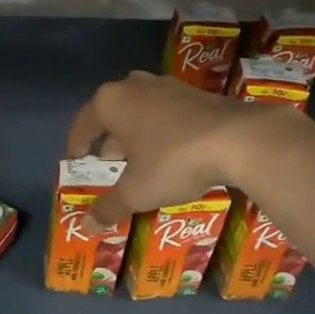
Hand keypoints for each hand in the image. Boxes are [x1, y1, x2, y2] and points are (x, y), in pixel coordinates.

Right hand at [66, 70, 294, 227]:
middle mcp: (134, 86)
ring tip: (139, 159)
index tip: (75, 160)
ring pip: (141, 110)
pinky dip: (161, 130)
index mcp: (111, 102)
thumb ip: (109, 207)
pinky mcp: (196, 93)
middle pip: (112, 113)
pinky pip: (166, 112)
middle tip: (108, 163)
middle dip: (109, 139)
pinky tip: (171, 152)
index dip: (77, 144)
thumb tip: (85, 227)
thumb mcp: (136, 191)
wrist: (238, 139)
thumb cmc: (173, 161)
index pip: (83, 123)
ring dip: (136, 133)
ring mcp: (167, 86)